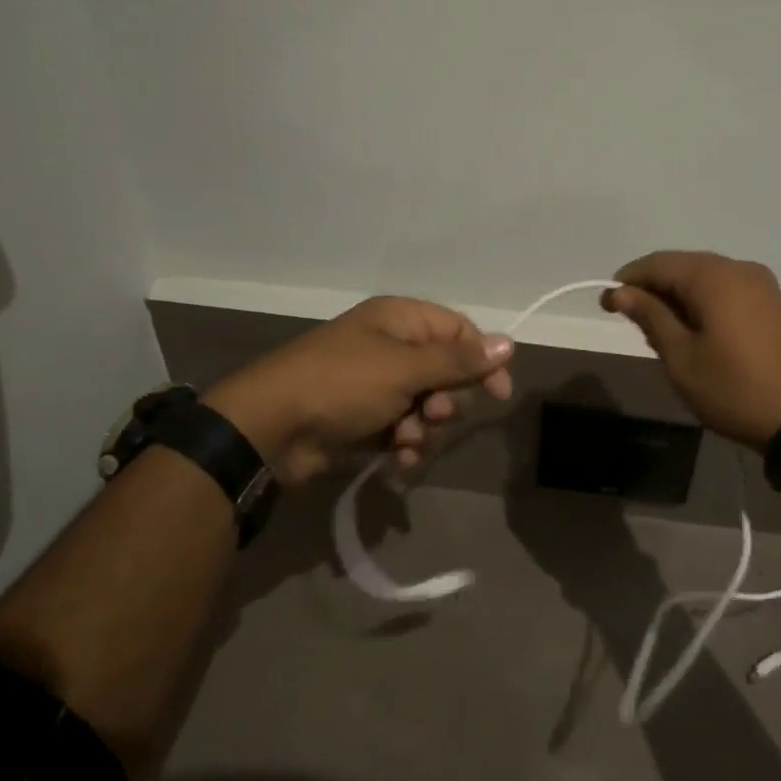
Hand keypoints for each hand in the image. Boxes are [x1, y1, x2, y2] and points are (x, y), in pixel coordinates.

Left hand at [200, 297, 513, 484]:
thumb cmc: (342, 385)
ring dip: (425, 429)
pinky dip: (406, 445)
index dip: (482, 360)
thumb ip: (458, 360)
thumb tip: (508, 343)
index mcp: (399, 320)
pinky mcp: (365, 421)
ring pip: (427, 407)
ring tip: (405, 440)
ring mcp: (377, 386)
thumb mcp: (404, 368)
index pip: (458, 331)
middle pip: (446, 373)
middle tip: (432, 413)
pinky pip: (404, 430)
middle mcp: (391, 348)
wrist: (272, 430)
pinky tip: (398, 459)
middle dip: (445, 401)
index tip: (498, 393)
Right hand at [603, 251, 780, 450]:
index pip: (657, 263)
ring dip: (677, 297)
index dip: (627, 280)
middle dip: (652, 289)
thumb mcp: (681, 357)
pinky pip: (725, 290)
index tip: (606, 305)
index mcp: (713, 277)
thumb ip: (650, 317)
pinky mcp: (773, 303)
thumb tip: (620, 292)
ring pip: (704, 278)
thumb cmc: (734, 389)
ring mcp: (761, 285)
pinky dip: (702, 303)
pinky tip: (694, 332)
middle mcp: (739, 269)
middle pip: (682, 266)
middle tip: (632, 323)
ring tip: (661, 333)